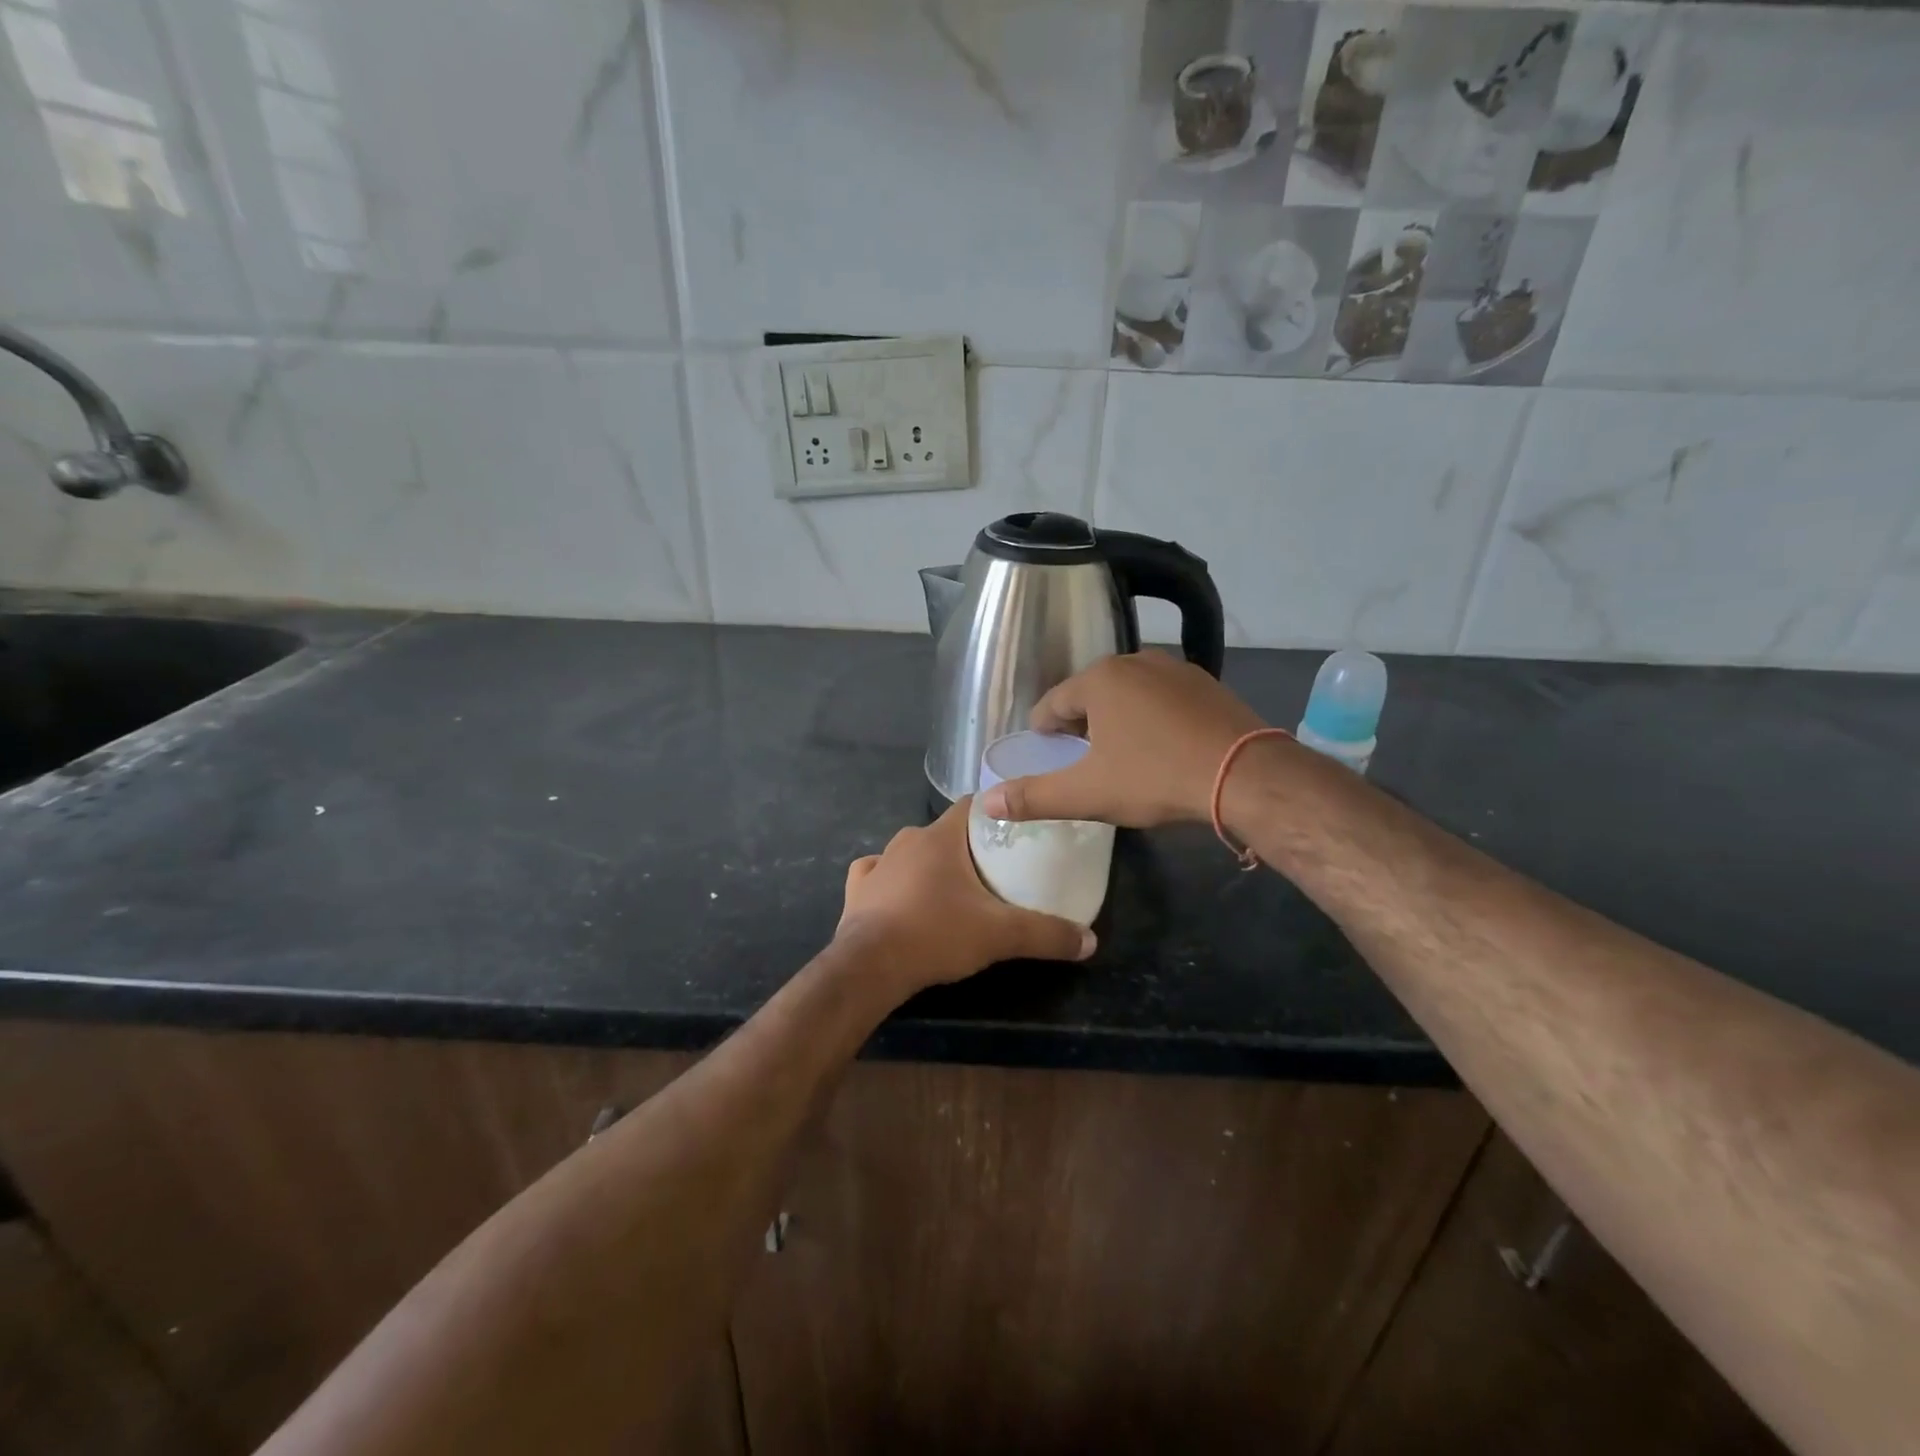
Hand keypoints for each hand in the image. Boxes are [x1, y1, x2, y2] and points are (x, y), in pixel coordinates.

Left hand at [835, 799, 1095, 996]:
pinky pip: (876, 874)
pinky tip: (900, 895)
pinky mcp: (857, 890)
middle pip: (945, 832)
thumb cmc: (936, 934)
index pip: (973, 805)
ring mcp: (878, 864)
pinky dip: (891, 880)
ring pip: (911, 852)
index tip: (1016, 831)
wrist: (870, 967)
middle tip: (993, 868)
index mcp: (940, 837)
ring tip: (952, 888)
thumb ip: (1046, 934)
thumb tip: (1090, 941)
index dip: (995, 813)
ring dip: (930, 863)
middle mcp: (906, 840)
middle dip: (967, 845)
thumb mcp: (1000, 935)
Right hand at [978, 652, 1265, 827]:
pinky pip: (1162, 698)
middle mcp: (1134, 661)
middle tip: (1083, 761)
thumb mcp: (1088, 793)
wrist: (1246, 775)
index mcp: (1099, 679)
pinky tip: (1162, 747)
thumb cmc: (1155, 777)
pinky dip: (1152, 717)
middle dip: (1081, 725)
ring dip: (1117, 719)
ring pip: (1128, 693)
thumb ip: (1034, 797)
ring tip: (1122, 755)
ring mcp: (1175, 669)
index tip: (1048, 756)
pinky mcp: (1207, 683)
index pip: (1053, 704)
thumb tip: (986, 802)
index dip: (1045, 733)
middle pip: (1090, 694)